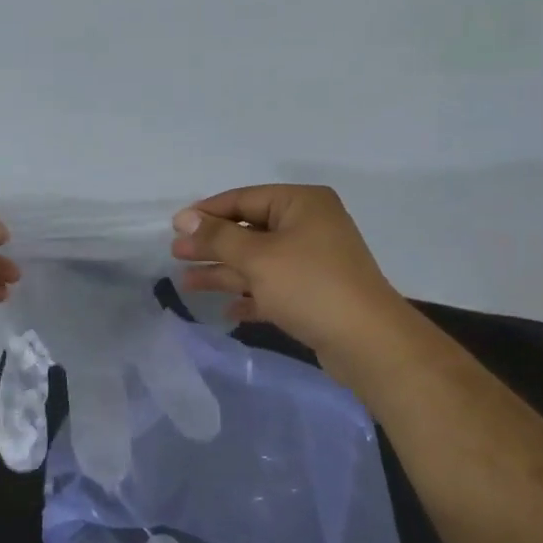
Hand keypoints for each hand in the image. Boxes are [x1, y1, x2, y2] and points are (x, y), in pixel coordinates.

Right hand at [171, 185, 405, 360]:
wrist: (367, 343)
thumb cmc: (309, 286)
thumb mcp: (257, 257)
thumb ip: (218, 237)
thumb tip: (184, 219)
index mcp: (301, 204)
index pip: (243, 199)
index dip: (207, 213)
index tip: (174, 228)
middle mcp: (308, 226)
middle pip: (248, 230)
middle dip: (212, 245)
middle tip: (175, 254)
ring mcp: (312, 261)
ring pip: (257, 261)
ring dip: (224, 272)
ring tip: (186, 283)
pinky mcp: (313, 293)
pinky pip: (272, 287)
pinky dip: (249, 296)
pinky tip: (227, 310)